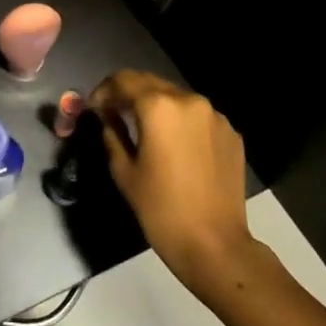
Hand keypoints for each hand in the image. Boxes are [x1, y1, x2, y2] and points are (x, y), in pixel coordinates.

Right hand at [89, 71, 252, 295]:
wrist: (214, 245)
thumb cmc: (160, 209)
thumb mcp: (123, 171)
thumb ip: (111, 134)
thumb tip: (108, 118)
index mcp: (158, 107)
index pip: (123, 80)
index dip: (104, 90)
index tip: (95, 107)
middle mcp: (189, 100)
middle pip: (150, 83)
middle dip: (129, 94)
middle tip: (114, 114)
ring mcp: (215, 116)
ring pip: (176, 97)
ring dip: (156, 106)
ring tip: (144, 130)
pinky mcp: (231, 133)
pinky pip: (198, 116)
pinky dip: (180, 122)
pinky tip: (174, 147)